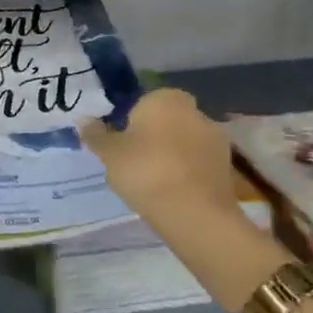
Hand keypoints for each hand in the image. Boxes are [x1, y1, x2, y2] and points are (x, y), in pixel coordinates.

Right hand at [79, 89, 238, 229]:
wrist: (194, 213)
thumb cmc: (145, 170)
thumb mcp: (109, 153)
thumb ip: (96, 135)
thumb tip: (85, 121)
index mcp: (166, 98)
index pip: (143, 101)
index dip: (130, 120)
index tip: (120, 142)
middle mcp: (195, 111)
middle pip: (166, 121)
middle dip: (153, 136)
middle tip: (133, 161)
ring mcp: (216, 139)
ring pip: (184, 143)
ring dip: (172, 155)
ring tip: (152, 182)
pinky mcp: (228, 168)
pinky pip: (198, 164)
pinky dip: (187, 173)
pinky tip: (172, 192)